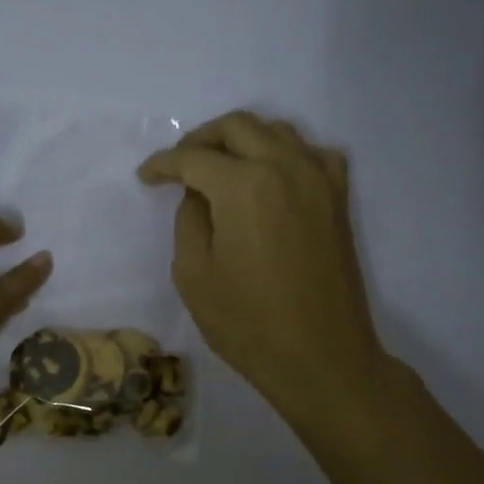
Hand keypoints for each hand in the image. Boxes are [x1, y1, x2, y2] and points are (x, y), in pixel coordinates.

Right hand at [139, 111, 383, 422]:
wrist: (321, 357)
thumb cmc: (247, 323)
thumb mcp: (193, 275)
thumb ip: (189, 220)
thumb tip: (199, 195)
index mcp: (244, 186)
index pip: (194, 158)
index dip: (163, 164)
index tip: (145, 177)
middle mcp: (286, 167)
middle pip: (237, 127)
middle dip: (200, 139)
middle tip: (177, 166)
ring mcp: (319, 179)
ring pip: (276, 130)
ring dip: (240, 139)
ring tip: (217, 166)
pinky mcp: (338, 198)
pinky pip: (309, 152)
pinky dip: (282, 152)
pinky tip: (268, 176)